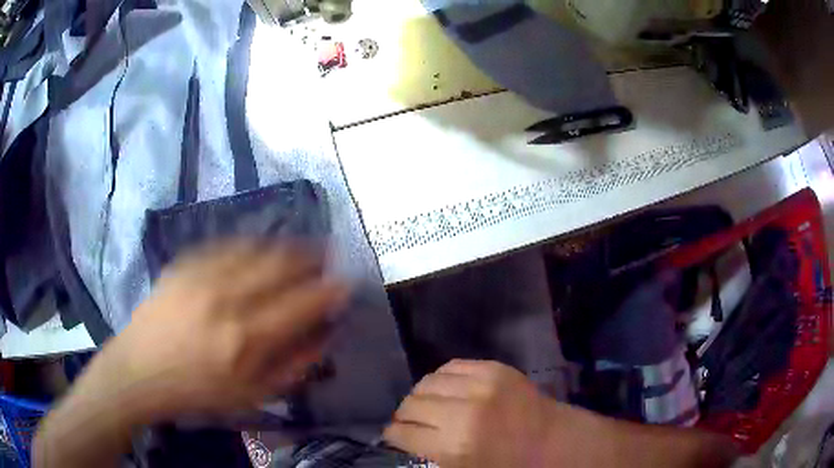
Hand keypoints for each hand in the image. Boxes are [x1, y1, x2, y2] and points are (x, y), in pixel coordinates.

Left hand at [78, 241, 349, 419]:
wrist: (140, 369)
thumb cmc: (197, 390)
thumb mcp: (251, 395)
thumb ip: (293, 366)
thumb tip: (325, 336)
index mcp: (246, 339)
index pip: (302, 303)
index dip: (330, 290)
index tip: (346, 283)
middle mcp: (227, 299)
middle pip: (281, 265)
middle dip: (313, 256)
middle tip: (329, 255)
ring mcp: (203, 275)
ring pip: (257, 248)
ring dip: (287, 245)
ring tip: (303, 246)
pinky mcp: (185, 263)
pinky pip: (227, 243)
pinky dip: (252, 242)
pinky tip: (262, 245)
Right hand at [383, 360, 556, 467]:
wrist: (553, 439)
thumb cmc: (508, 464)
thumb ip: (431, 454)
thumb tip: (404, 436)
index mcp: (454, 446)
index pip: (403, 432)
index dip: (393, 435)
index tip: (394, 436)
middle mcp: (464, 412)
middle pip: (411, 404)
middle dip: (404, 415)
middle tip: (409, 422)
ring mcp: (481, 385)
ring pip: (427, 382)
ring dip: (420, 395)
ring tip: (427, 405)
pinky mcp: (494, 368)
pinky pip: (451, 365)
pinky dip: (442, 379)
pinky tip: (446, 389)